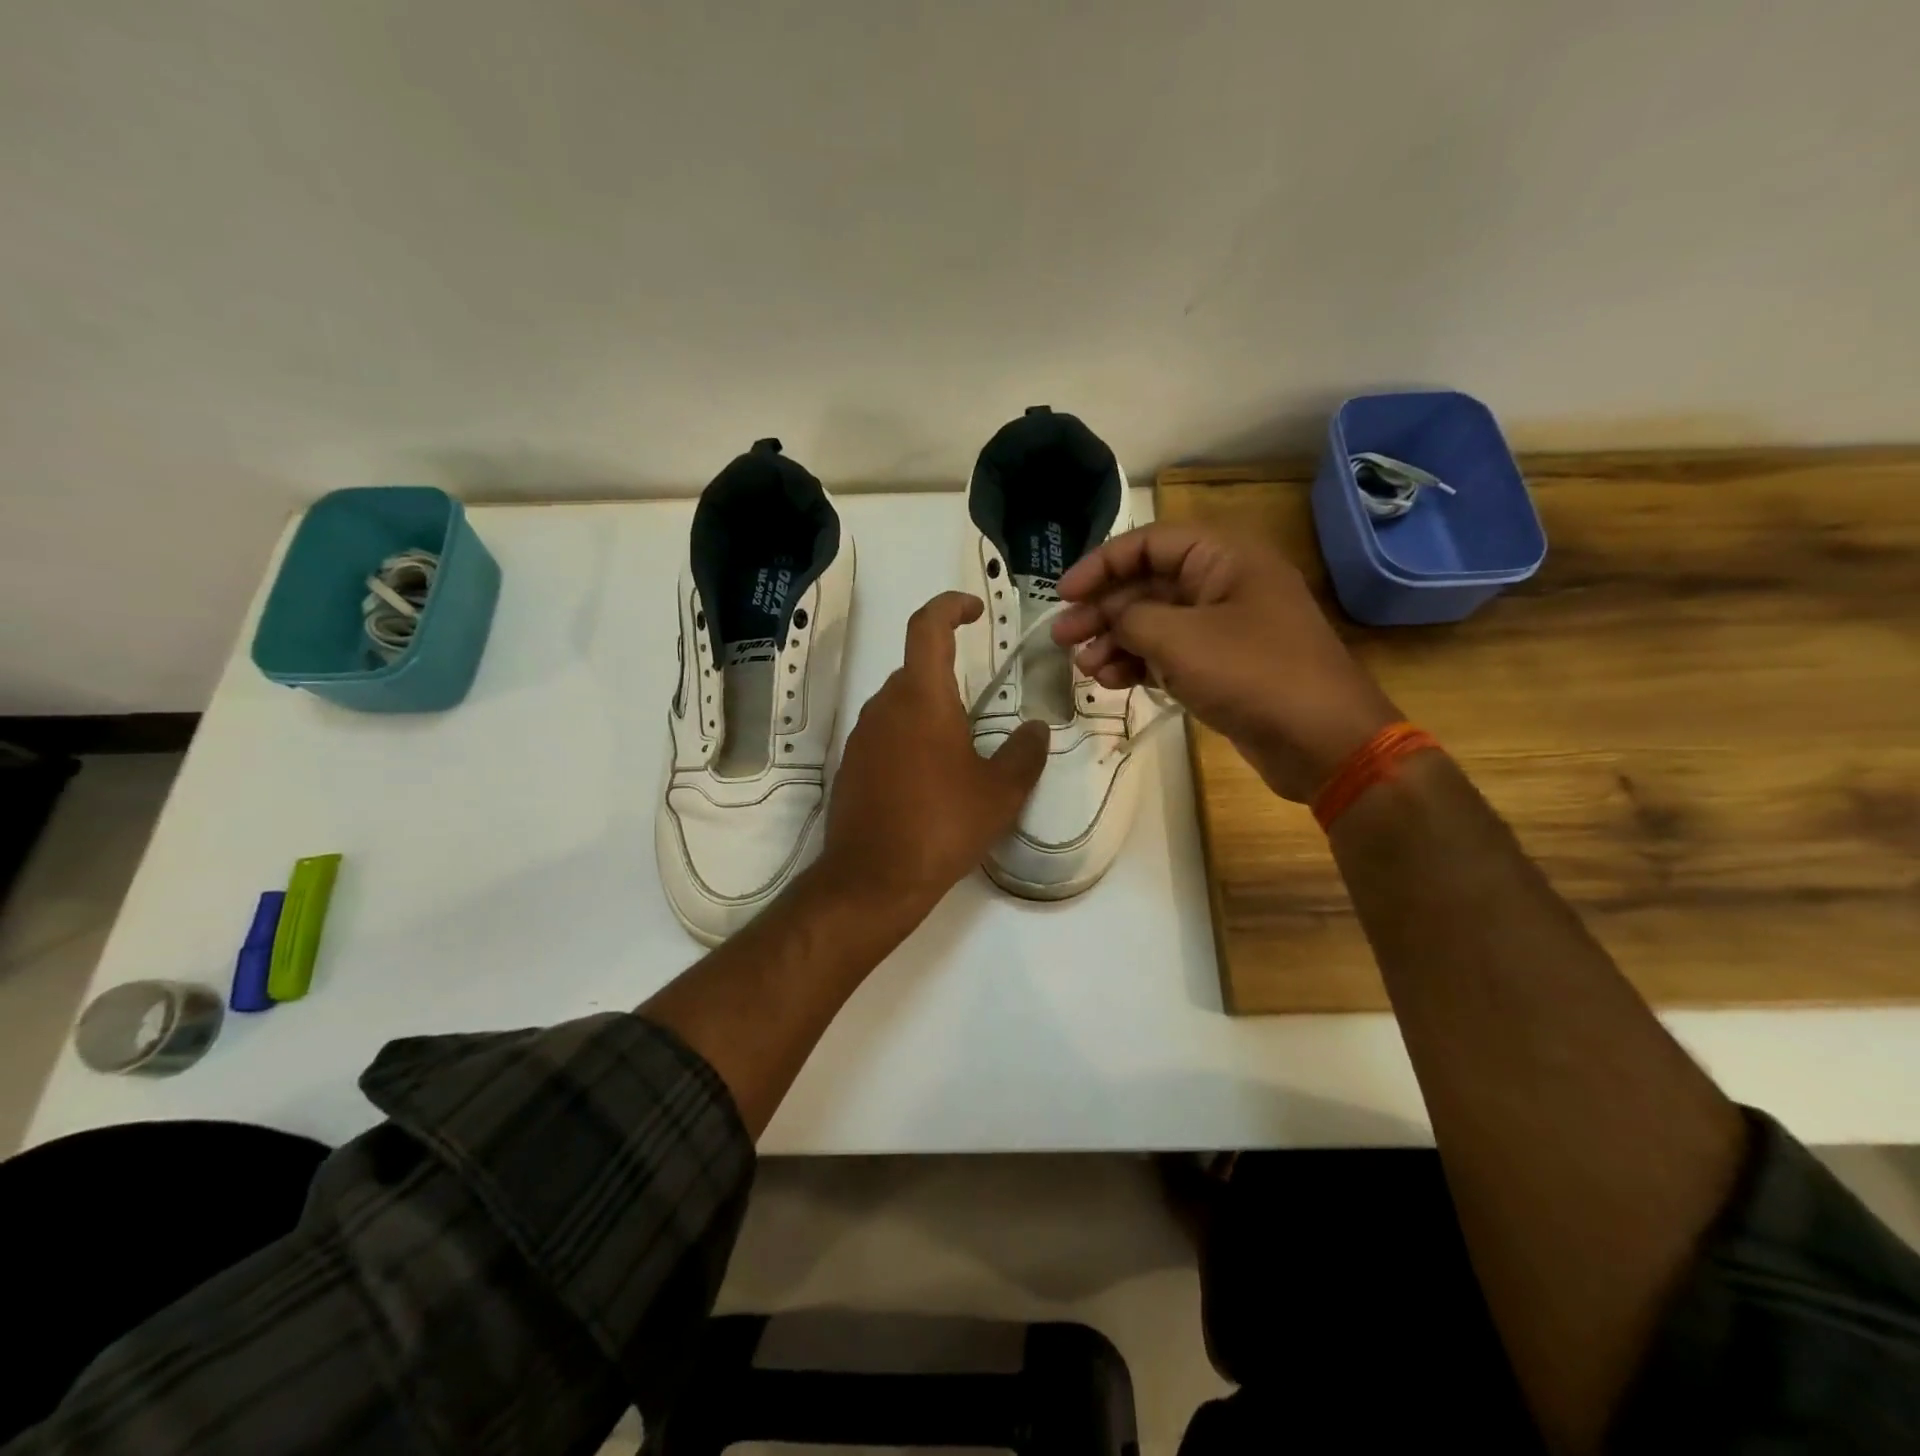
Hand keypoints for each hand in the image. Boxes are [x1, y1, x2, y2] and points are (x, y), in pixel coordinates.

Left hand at [820, 592, 1048, 915]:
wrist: (872, 879)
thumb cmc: (942, 825)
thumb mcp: (1000, 792)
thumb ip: (1024, 753)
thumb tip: (1036, 729)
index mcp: (922, 697)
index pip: (928, 626)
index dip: (950, 606)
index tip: (973, 610)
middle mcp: (885, 706)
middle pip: (916, 670)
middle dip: (948, 676)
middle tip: (980, 709)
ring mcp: (861, 736)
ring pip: (899, 704)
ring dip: (928, 712)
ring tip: (959, 752)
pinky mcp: (849, 765)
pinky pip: (884, 735)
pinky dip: (908, 740)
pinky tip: (928, 780)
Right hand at [1051, 524, 1399, 801]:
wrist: (1321, 741)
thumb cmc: (1252, 674)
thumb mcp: (1179, 639)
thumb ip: (1131, 618)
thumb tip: (1109, 616)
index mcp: (1223, 558)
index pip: (1148, 543)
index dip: (1100, 564)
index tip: (1063, 594)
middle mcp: (1223, 584)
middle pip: (1147, 585)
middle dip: (1102, 611)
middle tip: (1062, 638)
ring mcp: (1224, 628)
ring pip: (1155, 623)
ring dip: (1115, 641)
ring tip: (1084, 668)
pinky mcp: (1223, 666)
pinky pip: (1170, 654)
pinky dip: (1139, 664)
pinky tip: (1111, 682)